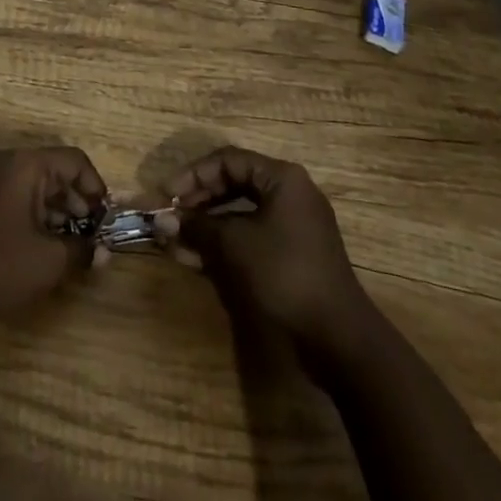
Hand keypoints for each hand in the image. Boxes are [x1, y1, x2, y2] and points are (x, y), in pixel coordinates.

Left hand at [0, 147, 106, 329]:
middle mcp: (3, 160)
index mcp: (23, 164)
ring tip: (68, 243)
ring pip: (31, 182)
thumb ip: (82, 250)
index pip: (73, 160)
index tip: (105, 218)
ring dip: (54, 208)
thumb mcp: (48, 262)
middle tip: (90, 234)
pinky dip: (31, 211)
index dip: (95, 187)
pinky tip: (39, 242)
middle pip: (52, 169)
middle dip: (75, 200)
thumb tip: (104, 253)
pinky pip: (11, 193)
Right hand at [162, 146, 370, 348]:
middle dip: (198, 201)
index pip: (228, 161)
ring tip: (175, 243)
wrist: (339, 339)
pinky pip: (250, 238)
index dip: (193, 175)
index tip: (166, 196)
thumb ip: (197, 226)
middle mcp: (289, 193)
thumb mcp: (235, 245)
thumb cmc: (285, 274)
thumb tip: (162, 220)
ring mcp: (293, 226)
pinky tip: (196, 260)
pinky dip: (224, 245)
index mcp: (281, 178)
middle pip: (233, 184)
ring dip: (207, 226)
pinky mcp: (291, 256)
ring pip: (239, 215)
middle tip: (170, 217)